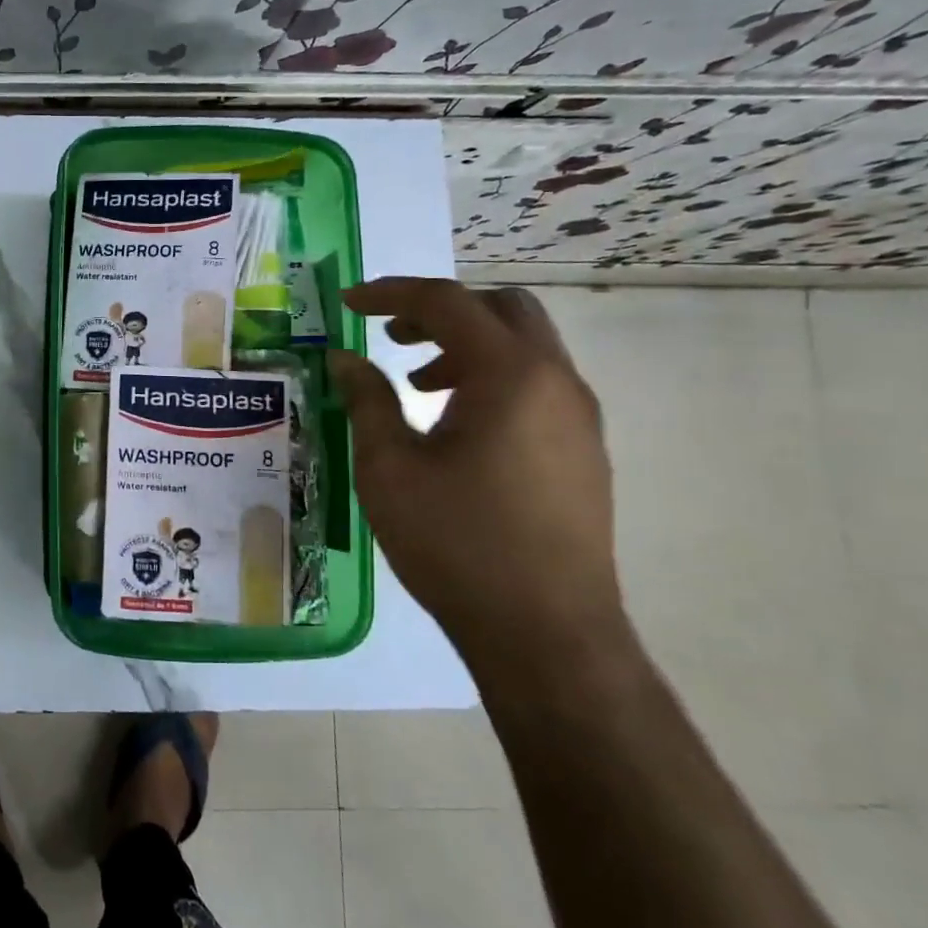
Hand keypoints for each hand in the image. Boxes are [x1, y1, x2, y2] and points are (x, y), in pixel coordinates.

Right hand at [326, 278, 622, 667]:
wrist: (546, 633)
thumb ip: (367, 401)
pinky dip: (490, 377)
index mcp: (510, 375)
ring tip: (414, 383)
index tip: (347, 303)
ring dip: (465, 345)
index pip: (447, 303)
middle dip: (439, 310)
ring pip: (524, 346)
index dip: (390, 294)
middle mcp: (556, 381)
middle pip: (501, 309)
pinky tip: (453, 423)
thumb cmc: (456, 543)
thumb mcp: (389, 468)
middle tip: (389, 335)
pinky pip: (536, 384)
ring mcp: (579, 417)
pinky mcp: (583, 450)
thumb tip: (344, 359)